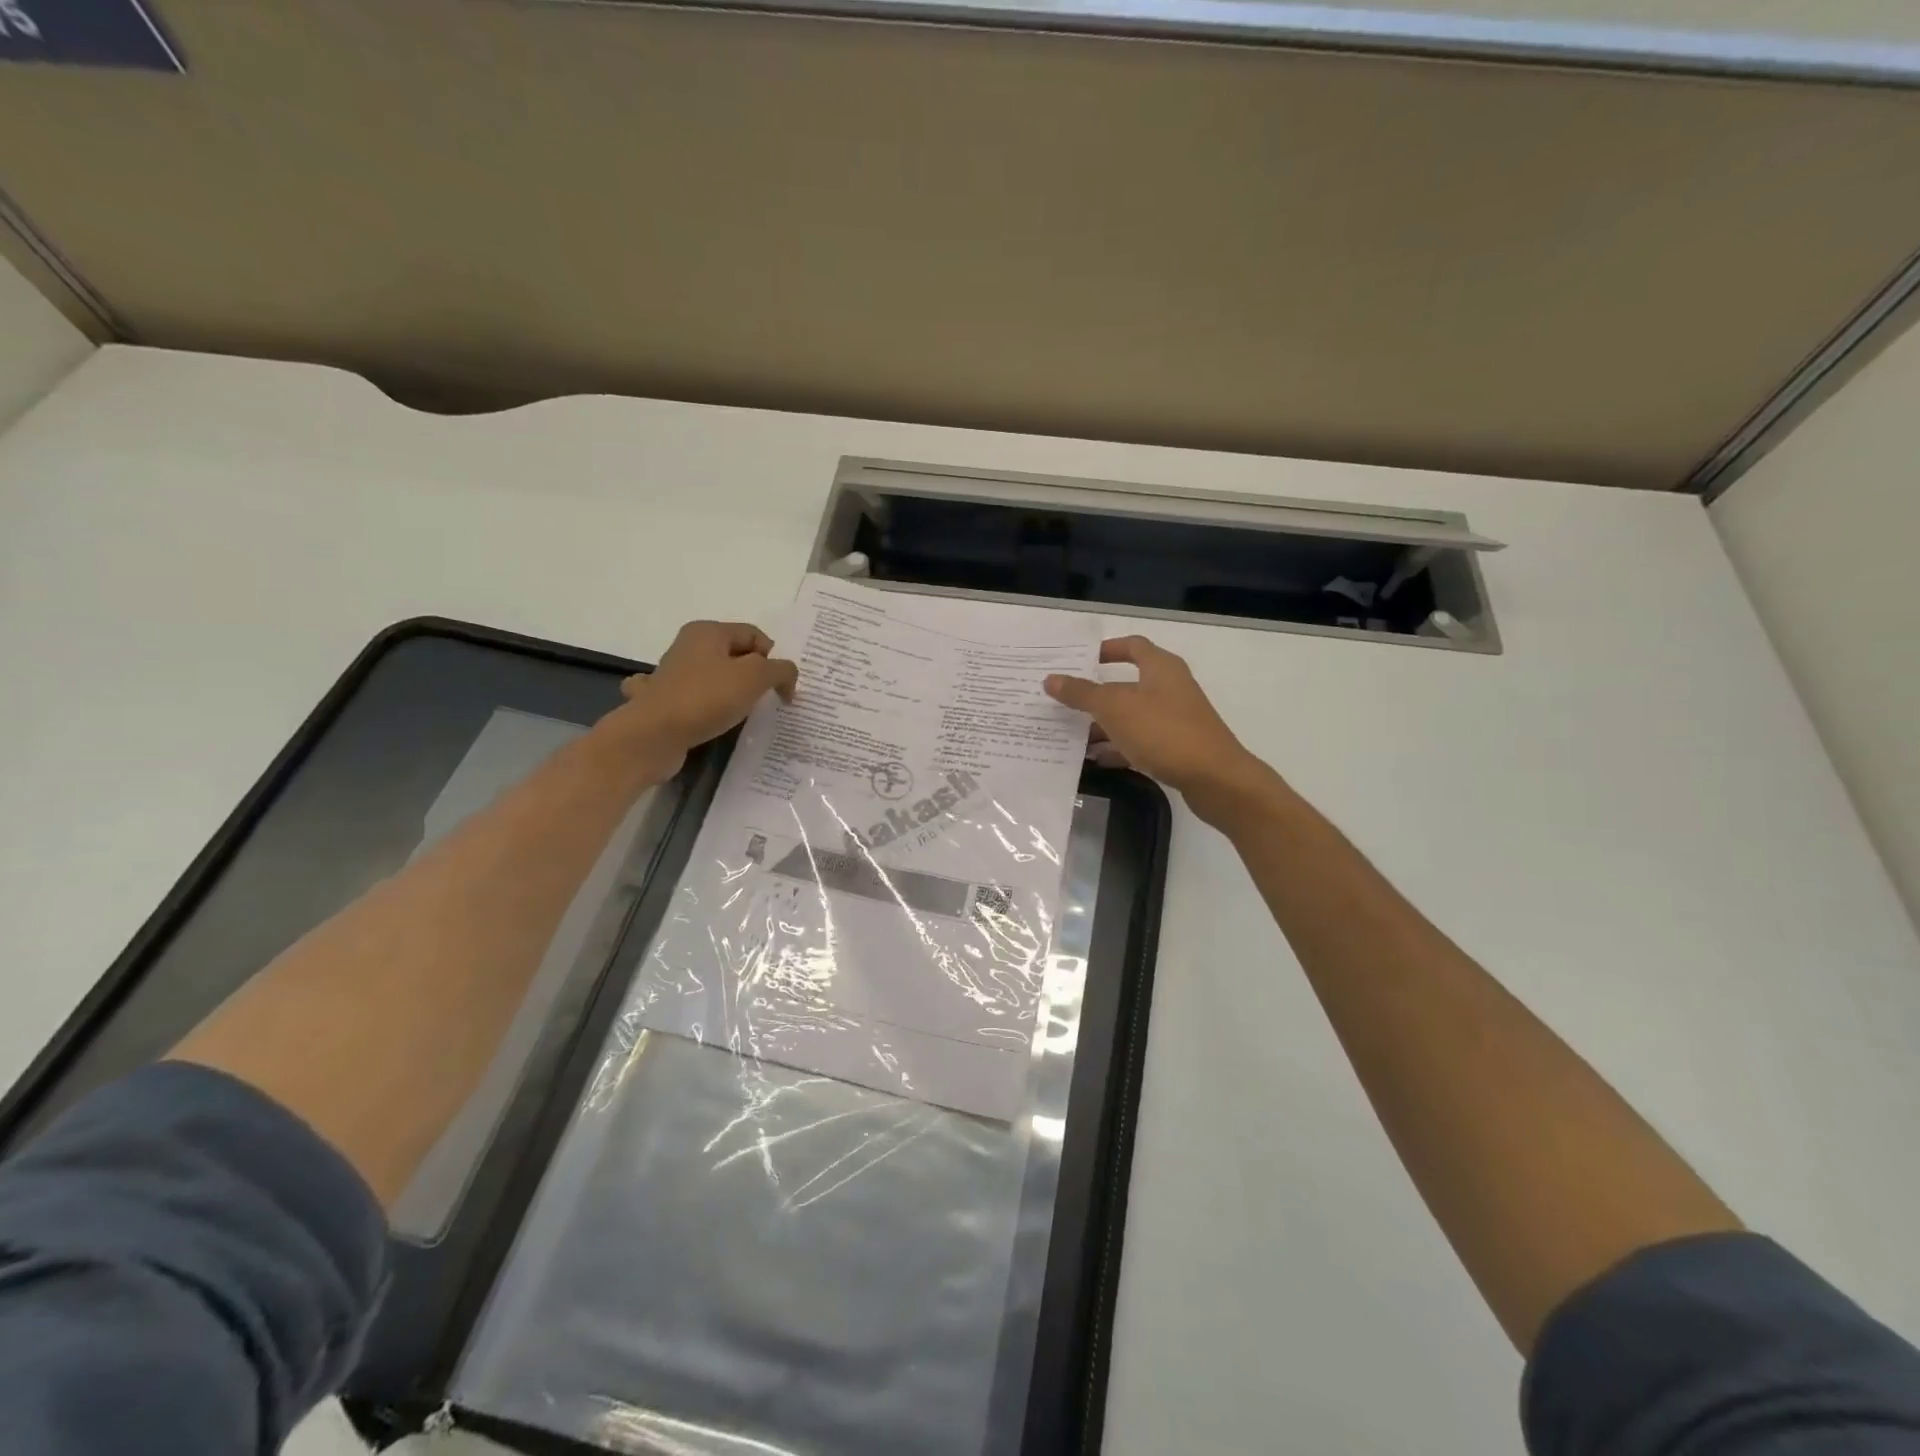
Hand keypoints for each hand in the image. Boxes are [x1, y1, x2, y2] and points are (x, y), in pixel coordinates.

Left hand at [615, 620, 796, 774]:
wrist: (654, 735)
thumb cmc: (708, 698)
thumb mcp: (756, 677)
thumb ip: (780, 670)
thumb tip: (787, 675)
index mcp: (708, 632)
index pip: (755, 635)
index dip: (774, 659)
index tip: (782, 689)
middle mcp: (688, 646)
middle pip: (736, 655)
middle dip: (755, 676)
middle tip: (765, 700)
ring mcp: (672, 674)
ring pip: (714, 677)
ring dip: (731, 693)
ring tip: (741, 713)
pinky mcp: (664, 701)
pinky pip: (694, 700)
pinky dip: (704, 708)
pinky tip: (707, 719)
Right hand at [1044, 636, 1273, 820]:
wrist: (1214, 778)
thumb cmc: (1164, 732)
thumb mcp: (1115, 708)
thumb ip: (1082, 693)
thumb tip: (1051, 679)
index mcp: (1160, 668)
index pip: (1132, 646)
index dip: (1106, 649)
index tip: (1078, 660)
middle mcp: (1170, 688)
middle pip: (1127, 684)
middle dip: (1095, 693)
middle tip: (1063, 700)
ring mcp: (1175, 719)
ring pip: (1131, 716)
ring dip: (1103, 724)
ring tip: (1070, 735)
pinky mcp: (1176, 747)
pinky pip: (1139, 742)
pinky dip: (1118, 748)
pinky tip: (1095, 760)